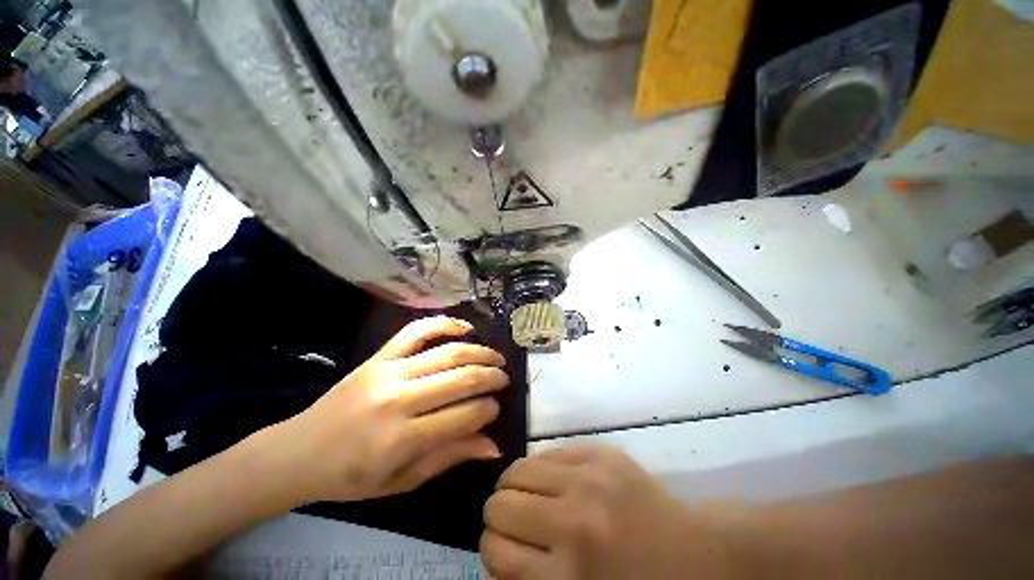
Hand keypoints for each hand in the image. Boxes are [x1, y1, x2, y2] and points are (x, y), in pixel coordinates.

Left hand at [264, 316, 509, 504]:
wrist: (297, 452)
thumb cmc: (351, 477)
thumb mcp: (403, 481)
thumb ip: (450, 457)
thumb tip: (493, 445)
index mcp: (402, 439)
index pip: (463, 416)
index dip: (487, 410)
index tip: (497, 408)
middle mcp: (399, 399)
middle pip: (460, 379)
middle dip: (491, 377)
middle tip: (505, 379)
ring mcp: (388, 371)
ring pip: (447, 353)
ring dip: (479, 352)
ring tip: (497, 357)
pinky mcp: (379, 356)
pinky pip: (416, 330)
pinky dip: (444, 323)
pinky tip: (465, 327)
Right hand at [482, 446, 721, 578]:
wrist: (699, 555)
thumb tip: (498, 549)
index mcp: (570, 576)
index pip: (495, 552)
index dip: (492, 549)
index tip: (502, 548)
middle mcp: (575, 521)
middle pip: (499, 506)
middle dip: (498, 515)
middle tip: (514, 521)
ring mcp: (589, 479)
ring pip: (518, 469)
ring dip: (515, 486)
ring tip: (527, 495)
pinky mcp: (601, 452)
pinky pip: (549, 452)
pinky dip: (542, 468)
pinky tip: (554, 480)